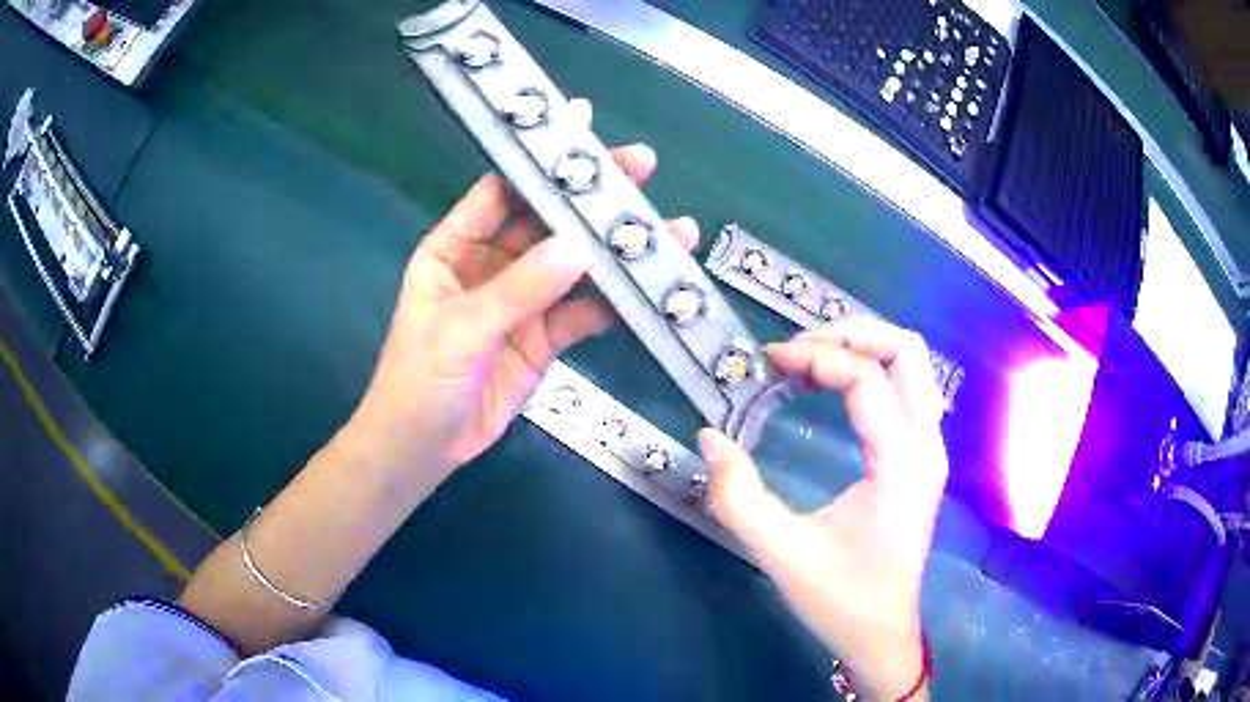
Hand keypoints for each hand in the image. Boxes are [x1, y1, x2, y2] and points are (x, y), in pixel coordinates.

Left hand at [343, 143, 698, 486]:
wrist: (425, 448)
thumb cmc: (420, 379)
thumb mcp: (462, 328)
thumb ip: (518, 288)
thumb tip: (577, 247)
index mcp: (454, 247)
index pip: (501, 191)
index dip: (539, 161)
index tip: (581, 130)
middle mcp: (490, 264)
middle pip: (546, 221)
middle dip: (591, 197)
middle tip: (642, 166)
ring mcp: (521, 301)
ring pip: (573, 265)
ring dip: (614, 250)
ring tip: (667, 230)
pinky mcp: (543, 338)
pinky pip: (582, 312)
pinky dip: (613, 302)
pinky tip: (648, 288)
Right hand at [698, 317, 947, 699]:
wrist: (883, 634)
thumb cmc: (840, 599)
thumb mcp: (782, 554)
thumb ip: (738, 497)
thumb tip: (710, 436)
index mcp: (900, 465)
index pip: (867, 379)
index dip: (817, 356)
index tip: (770, 360)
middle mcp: (927, 446)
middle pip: (907, 350)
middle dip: (851, 333)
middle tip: (799, 347)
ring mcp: (932, 450)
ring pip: (913, 364)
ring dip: (865, 347)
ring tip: (813, 359)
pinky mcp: (925, 458)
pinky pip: (910, 388)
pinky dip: (875, 370)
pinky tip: (838, 387)